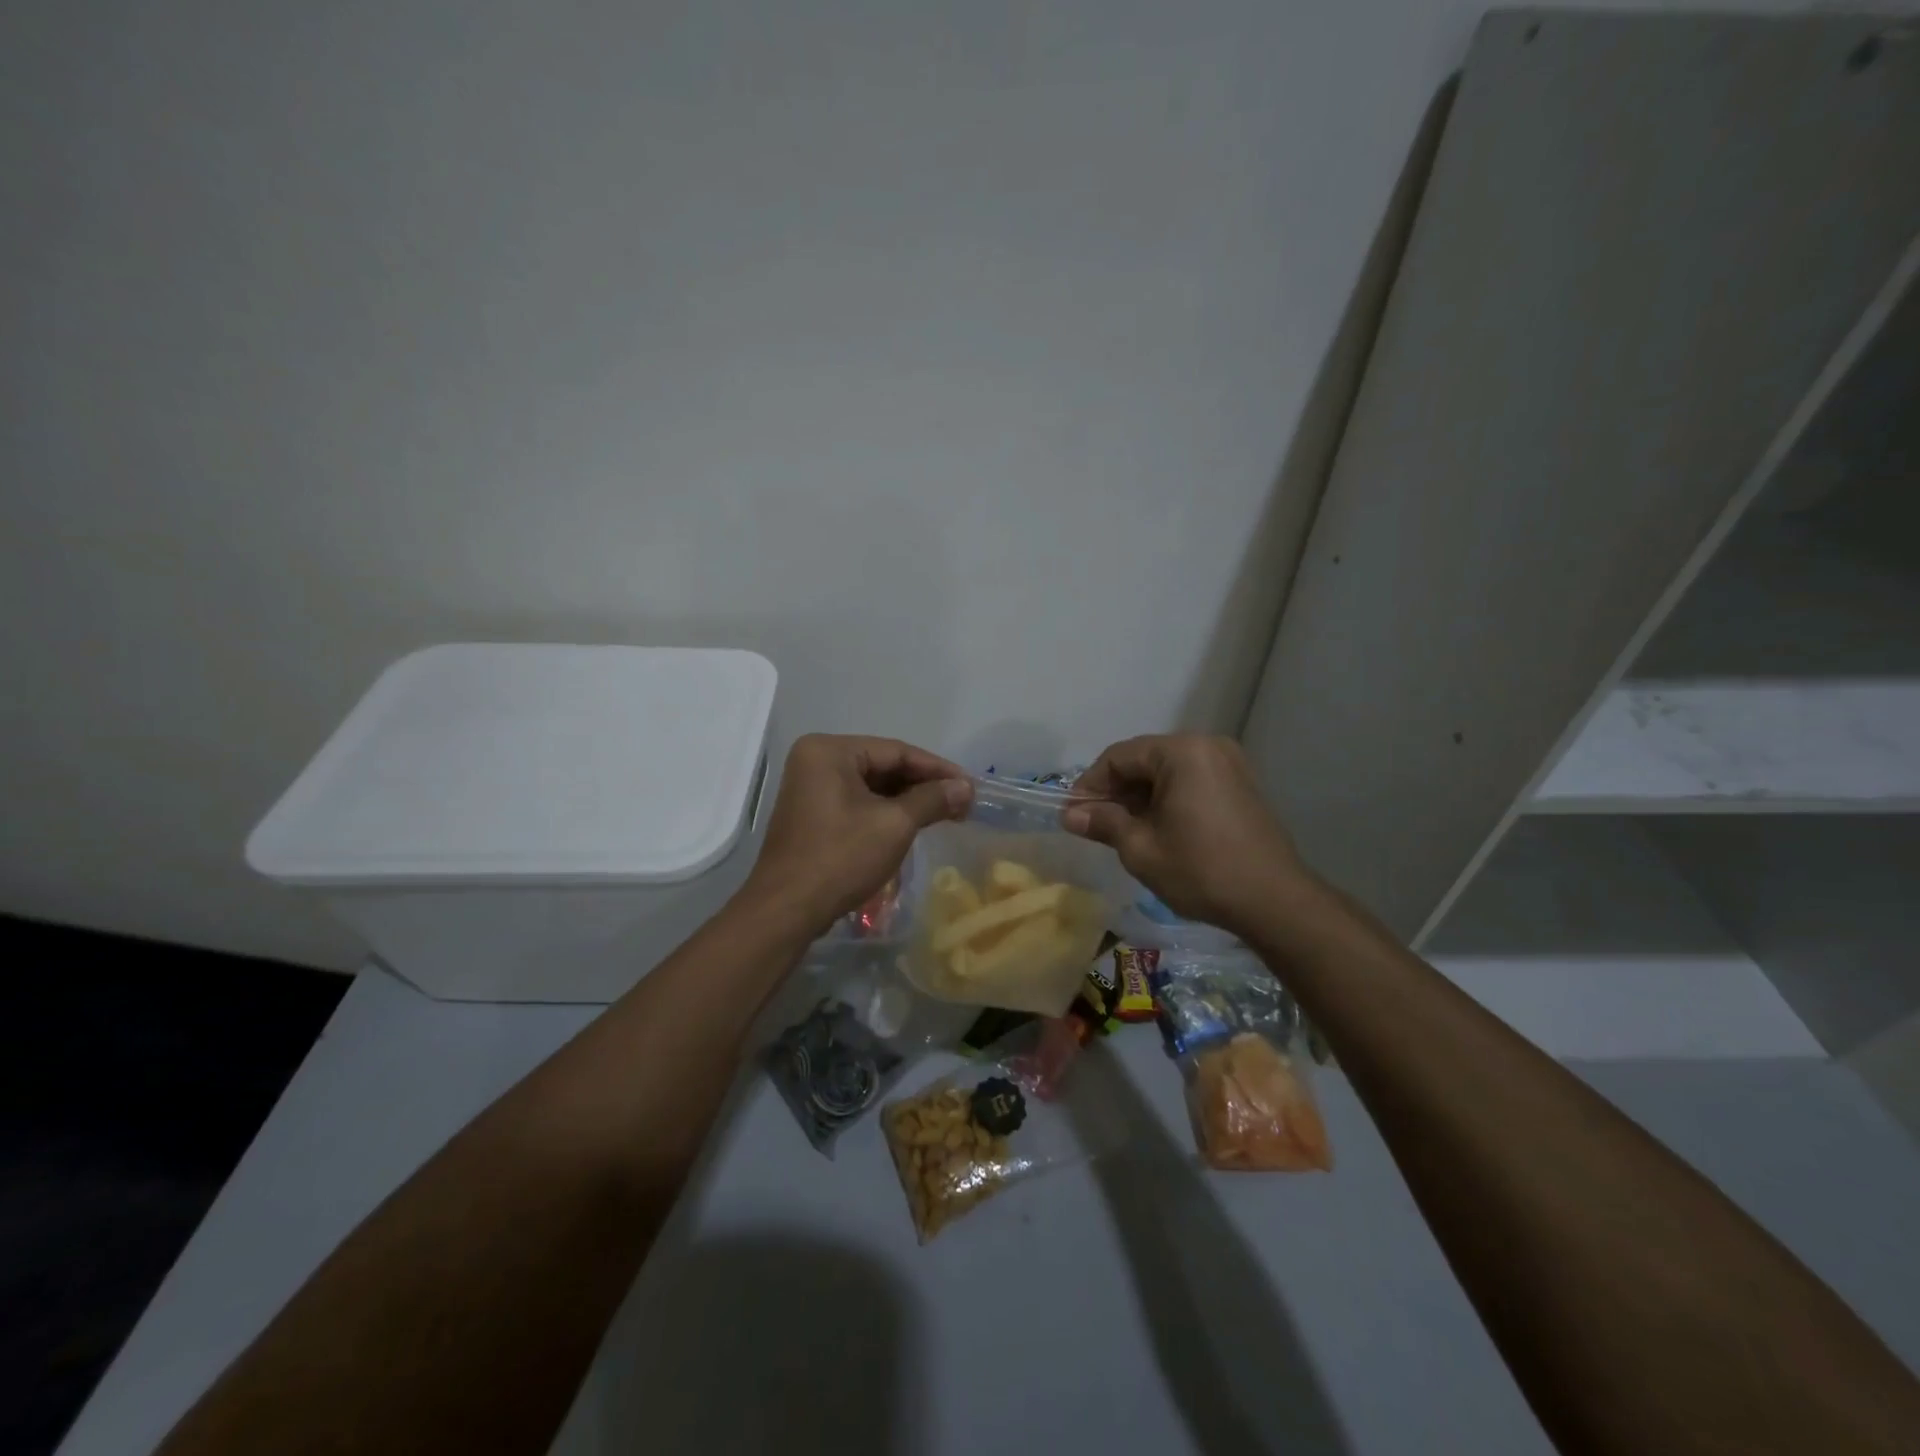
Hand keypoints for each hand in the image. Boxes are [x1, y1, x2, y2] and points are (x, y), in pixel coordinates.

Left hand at [745, 734, 972, 935]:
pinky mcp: (812, 814)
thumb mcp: (894, 825)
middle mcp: (816, 760)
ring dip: (908, 801)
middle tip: (961, 803)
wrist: (787, 910)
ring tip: (945, 815)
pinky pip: (857, 803)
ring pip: (872, 786)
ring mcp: (810, 788)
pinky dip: (886, 812)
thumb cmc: (840, 858)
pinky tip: (913, 824)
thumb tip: (966, 787)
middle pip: (883, 765)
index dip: (937, 768)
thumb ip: (932, 799)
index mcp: (830, 751)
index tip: (970, 785)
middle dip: (923, 785)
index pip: (896, 751)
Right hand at [1064, 734, 1306, 936]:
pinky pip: (1191, 780)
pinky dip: (1167, 798)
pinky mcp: (1241, 784)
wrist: (1275, 902)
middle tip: (1095, 824)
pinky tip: (1157, 828)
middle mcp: (1207, 745)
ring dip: (1140, 796)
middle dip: (1116, 790)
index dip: (1090, 784)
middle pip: (1144, 759)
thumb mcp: (1141, 849)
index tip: (1073, 815)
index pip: (1119, 757)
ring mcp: (1229, 763)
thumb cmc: (1201, 871)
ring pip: (1167, 771)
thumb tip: (1069, 815)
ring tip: (1123, 830)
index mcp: (1182, 752)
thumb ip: (1103, 823)